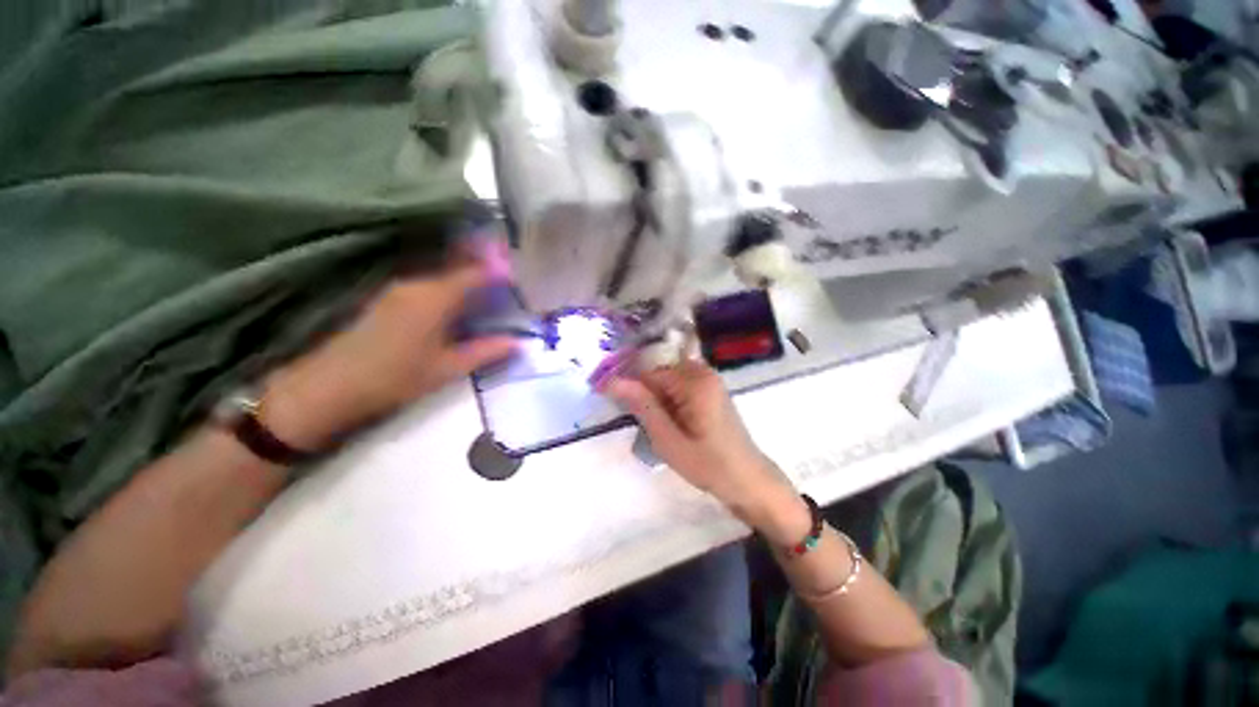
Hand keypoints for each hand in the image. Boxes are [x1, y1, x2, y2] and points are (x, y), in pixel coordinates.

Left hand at [259, 262, 518, 450]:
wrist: (330, 386)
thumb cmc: (395, 377)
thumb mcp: (447, 368)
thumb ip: (486, 351)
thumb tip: (520, 343)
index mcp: (435, 297)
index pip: (475, 273)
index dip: (500, 272)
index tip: (520, 277)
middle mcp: (417, 284)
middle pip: (458, 267)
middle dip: (486, 269)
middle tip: (510, 281)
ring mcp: (399, 289)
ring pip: (443, 275)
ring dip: (467, 278)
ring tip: (491, 291)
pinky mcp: (388, 299)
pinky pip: (429, 284)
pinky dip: (450, 287)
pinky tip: (459, 303)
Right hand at [604, 360, 805, 536]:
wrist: (749, 480)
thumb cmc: (710, 465)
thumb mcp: (669, 441)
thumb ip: (643, 407)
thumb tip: (612, 381)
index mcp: (694, 382)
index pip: (648, 370)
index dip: (625, 382)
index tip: (603, 394)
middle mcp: (703, 372)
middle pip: (657, 371)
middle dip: (640, 390)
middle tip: (631, 418)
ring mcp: (708, 379)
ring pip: (666, 378)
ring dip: (652, 397)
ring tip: (650, 423)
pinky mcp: (709, 389)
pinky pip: (678, 385)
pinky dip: (666, 399)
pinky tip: (665, 420)